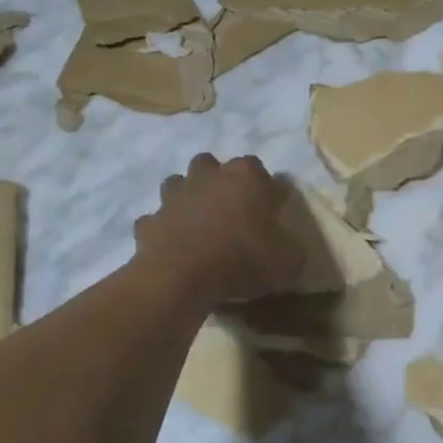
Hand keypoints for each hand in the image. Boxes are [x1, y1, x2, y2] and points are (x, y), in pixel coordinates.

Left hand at [134, 154, 303, 306]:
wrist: (181, 277)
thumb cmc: (241, 259)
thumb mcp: (287, 261)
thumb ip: (292, 249)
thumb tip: (289, 248)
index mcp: (246, 176)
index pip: (263, 172)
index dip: (269, 192)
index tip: (273, 214)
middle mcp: (208, 176)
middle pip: (213, 165)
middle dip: (220, 181)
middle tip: (231, 212)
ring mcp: (174, 196)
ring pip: (179, 184)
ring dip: (188, 198)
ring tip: (199, 223)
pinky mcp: (150, 220)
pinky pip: (157, 220)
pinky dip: (164, 229)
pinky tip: (173, 246)